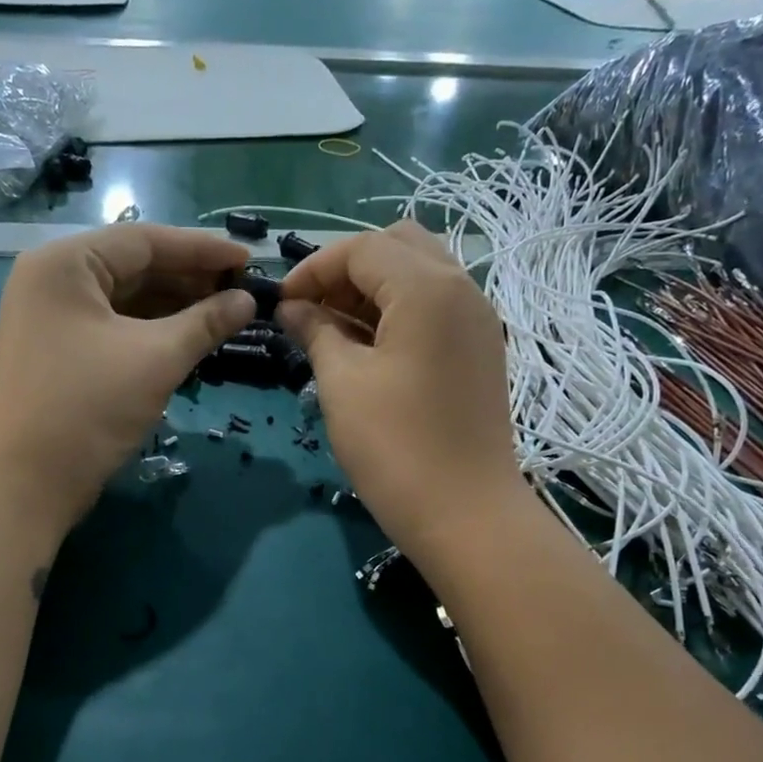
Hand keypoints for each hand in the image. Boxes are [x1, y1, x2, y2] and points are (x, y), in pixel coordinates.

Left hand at [0, 224, 254, 540]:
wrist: (24, 484)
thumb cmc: (88, 408)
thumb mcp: (155, 359)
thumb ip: (205, 323)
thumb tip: (249, 302)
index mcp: (66, 264)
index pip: (144, 241)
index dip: (202, 249)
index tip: (250, 259)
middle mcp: (54, 281)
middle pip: (135, 268)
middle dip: (190, 280)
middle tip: (243, 293)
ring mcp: (54, 320)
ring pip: (127, 302)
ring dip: (176, 309)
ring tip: (226, 317)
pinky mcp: (61, 355)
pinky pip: (116, 330)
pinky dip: (154, 334)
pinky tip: (191, 342)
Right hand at [277, 221, 525, 563]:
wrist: (466, 514)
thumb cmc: (396, 447)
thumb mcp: (343, 384)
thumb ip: (316, 332)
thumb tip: (292, 309)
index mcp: (427, 288)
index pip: (362, 249)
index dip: (313, 269)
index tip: (281, 305)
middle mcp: (462, 288)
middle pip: (398, 247)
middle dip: (347, 269)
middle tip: (313, 311)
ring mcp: (478, 320)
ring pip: (420, 274)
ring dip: (374, 289)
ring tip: (335, 330)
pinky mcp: (481, 350)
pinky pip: (437, 306)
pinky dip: (400, 311)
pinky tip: (370, 348)